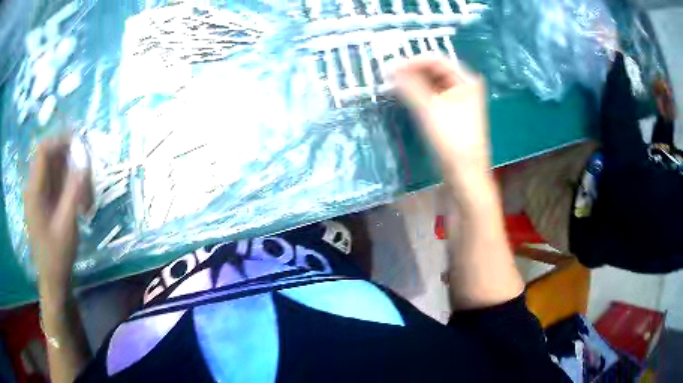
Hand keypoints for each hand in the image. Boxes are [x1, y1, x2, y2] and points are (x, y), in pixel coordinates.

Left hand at [24, 137, 89, 302]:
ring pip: (56, 170)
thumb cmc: (57, 256)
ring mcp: (39, 195)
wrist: (53, 280)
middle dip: (71, 161)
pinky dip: (70, 187)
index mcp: (34, 191)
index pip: (43, 150)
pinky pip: (57, 184)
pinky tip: (80, 203)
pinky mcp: (45, 203)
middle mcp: (34, 187)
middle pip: (51, 158)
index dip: (60, 141)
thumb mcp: (67, 224)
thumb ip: (74, 190)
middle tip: (88, 176)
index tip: (80, 144)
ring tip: (86, 198)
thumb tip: (84, 161)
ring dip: (73, 176)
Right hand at [393, 56, 489, 183]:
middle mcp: (465, 85)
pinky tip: (405, 95)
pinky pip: (433, 95)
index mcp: (466, 80)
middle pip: (434, 70)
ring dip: (413, 82)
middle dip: (412, 71)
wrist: (465, 173)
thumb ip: (409, 86)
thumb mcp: (429, 109)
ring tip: (393, 85)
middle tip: (388, 76)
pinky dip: (419, 93)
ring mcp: (459, 99)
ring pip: (432, 82)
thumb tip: (389, 67)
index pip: (436, 60)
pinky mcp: (452, 111)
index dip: (412, 61)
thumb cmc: (452, 140)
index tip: (390, 68)